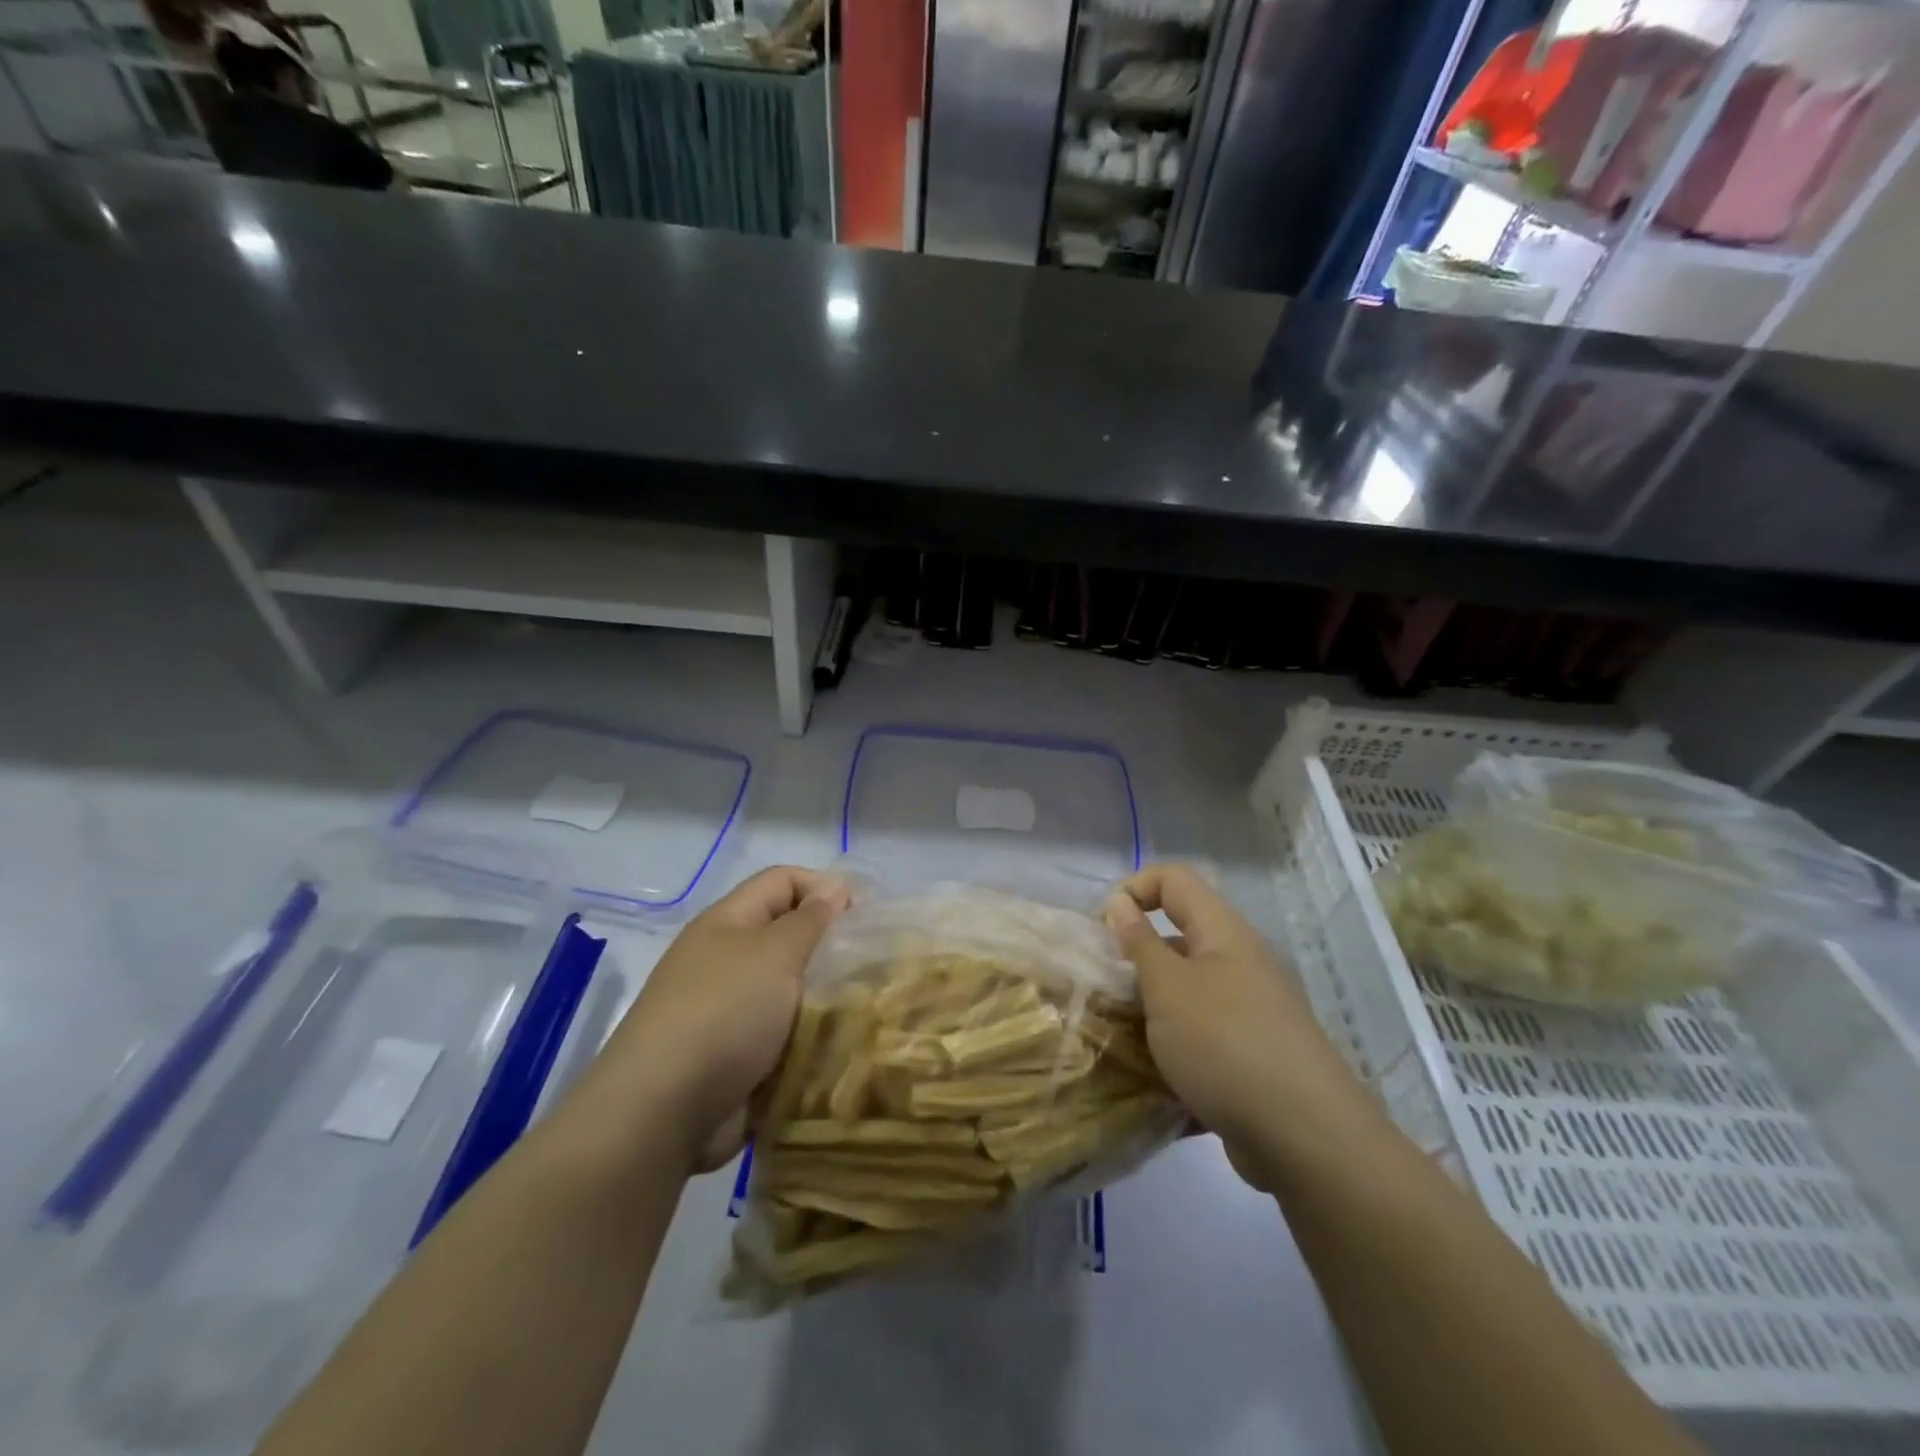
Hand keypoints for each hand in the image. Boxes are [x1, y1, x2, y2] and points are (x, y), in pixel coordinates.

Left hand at [586, 867, 849, 1170]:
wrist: (663, 1112)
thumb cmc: (724, 1013)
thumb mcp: (775, 953)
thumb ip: (810, 919)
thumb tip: (834, 887)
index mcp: (729, 922)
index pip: (784, 881)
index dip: (825, 887)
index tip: (866, 916)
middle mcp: (727, 958)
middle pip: (789, 934)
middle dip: (831, 946)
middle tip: (873, 965)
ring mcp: (730, 1009)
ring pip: (792, 988)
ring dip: (826, 996)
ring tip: (866, 1007)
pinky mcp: (737, 1055)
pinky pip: (785, 1033)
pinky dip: (811, 1037)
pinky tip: (843, 1045)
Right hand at [1104, 864, 1360, 1188]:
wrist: (1306, 1139)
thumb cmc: (1226, 1044)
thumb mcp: (1168, 988)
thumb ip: (1139, 943)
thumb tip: (1120, 903)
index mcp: (1223, 933)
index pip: (1174, 879)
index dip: (1133, 889)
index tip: (1102, 930)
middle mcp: (1240, 962)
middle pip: (1178, 937)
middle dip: (1135, 959)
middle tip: (1103, 993)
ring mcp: (1249, 1011)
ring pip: (1185, 991)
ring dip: (1149, 1009)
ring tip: (1119, 1039)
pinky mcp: (1251, 1054)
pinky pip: (1201, 1035)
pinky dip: (1173, 1047)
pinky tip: (1150, 1077)